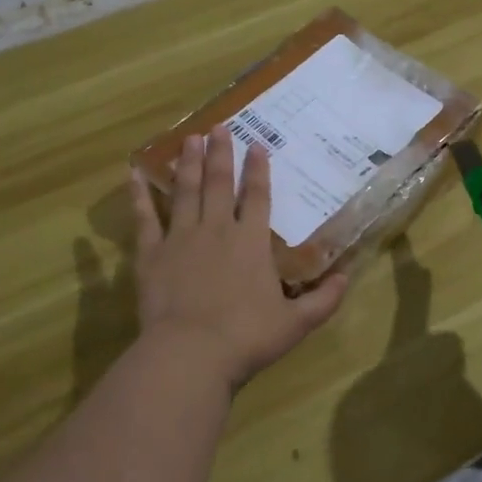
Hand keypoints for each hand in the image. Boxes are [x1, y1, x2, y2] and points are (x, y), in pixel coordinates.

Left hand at [131, 127, 347, 388]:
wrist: (191, 353)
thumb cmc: (247, 337)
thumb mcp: (296, 323)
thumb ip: (324, 300)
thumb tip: (348, 277)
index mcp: (251, 242)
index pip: (257, 196)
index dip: (258, 169)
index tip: (257, 144)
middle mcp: (217, 230)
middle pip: (218, 184)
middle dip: (220, 153)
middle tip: (218, 127)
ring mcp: (181, 239)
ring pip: (185, 191)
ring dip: (188, 163)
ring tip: (189, 138)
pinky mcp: (151, 254)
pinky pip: (145, 219)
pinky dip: (139, 196)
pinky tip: (134, 174)